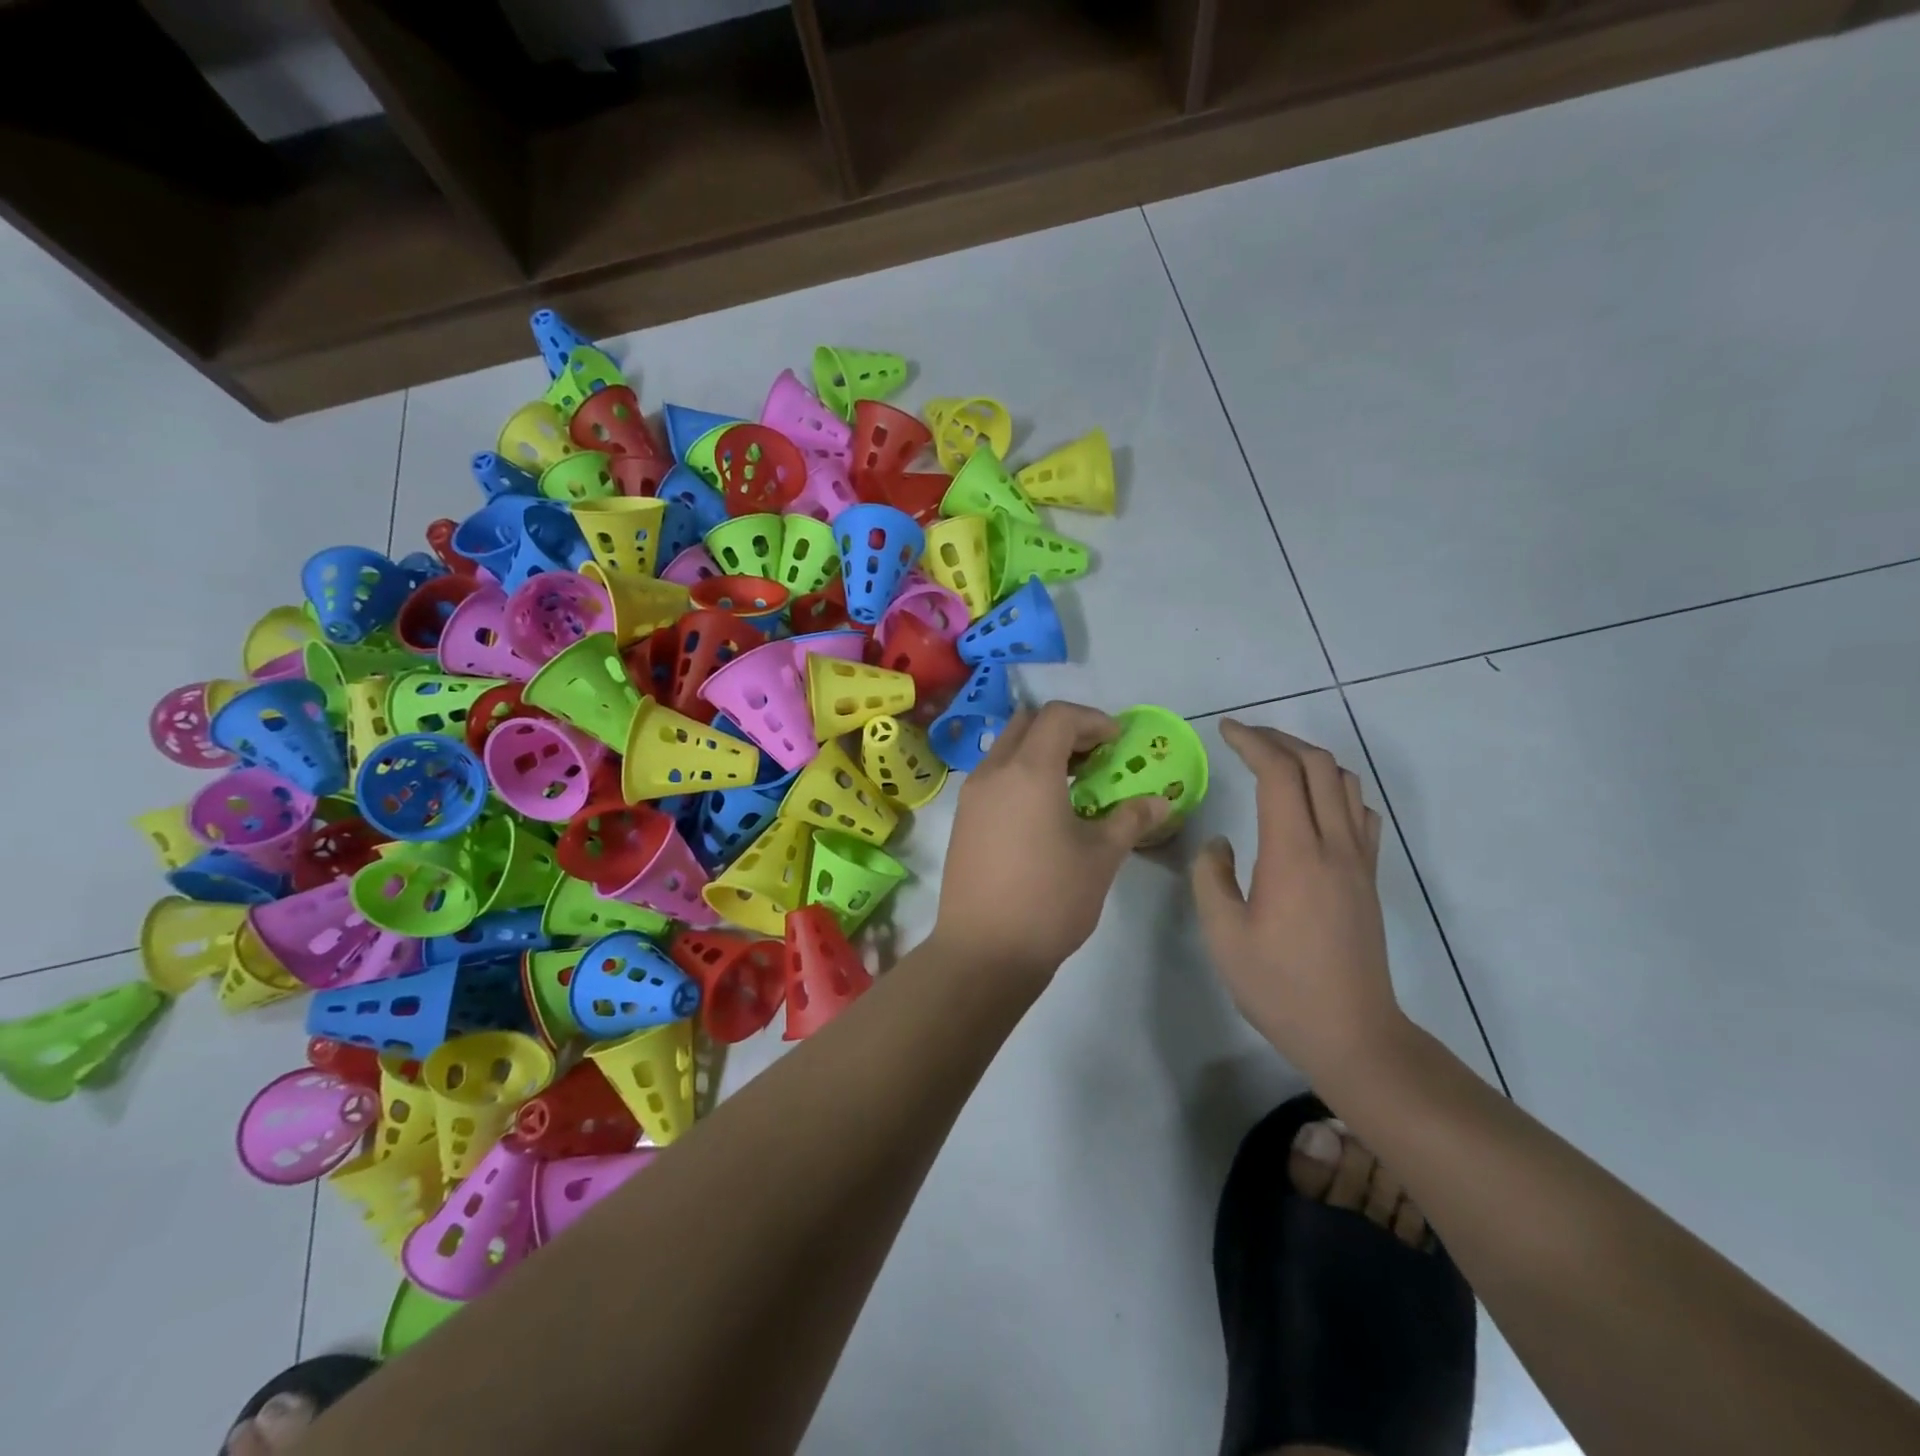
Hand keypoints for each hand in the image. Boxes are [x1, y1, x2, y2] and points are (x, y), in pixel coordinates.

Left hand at [933, 701, 1170, 979]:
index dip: (1093, 720)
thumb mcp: (1100, 858)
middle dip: (1064, 729)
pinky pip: (993, 776)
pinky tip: (1043, 810)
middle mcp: (993, 772)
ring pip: (1006, 749)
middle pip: (1027, 724)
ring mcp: (971, 796)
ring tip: (1074, 783)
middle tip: (1096, 756)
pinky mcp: (963, 820)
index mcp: (1028, 770)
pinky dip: (1020, 774)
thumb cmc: (1049, 899)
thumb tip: (1161, 801)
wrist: (984, 951)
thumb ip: (1130, 819)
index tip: (1117, 741)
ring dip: (1040, 751)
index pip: (1058, 716)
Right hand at [1190, 720, 1403, 1072]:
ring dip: (1309, 759)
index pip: (1279, 774)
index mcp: (1293, 854)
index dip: (1252, 742)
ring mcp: (1358, 860)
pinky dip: (1336, 788)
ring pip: (1345, 783)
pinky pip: (1360, 812)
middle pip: (1317, 766)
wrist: (1351, 1033)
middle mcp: (1333, 845)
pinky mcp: (1368, 878)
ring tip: (1275, 762)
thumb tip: (1221, 844)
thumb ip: (1211, 877)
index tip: (1225, 730)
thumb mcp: (1223, 934)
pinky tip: (1315, 803)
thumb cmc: (1279, 986)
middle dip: (1279, 739)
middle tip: (1244, 738)